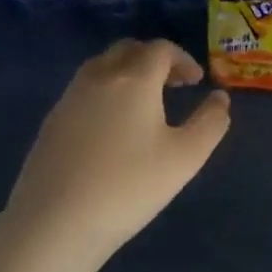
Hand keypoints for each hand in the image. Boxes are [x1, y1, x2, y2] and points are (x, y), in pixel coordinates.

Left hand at [4, 39, 231, 267]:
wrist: (55, 222)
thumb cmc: (129, 187)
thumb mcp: (186, 158)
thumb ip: (210, 123)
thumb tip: (220, 98)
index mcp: (134, 80)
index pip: (160, 49)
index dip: (183, 59)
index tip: (196, 82)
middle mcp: (98, 78)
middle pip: (127, 49)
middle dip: (154, 59)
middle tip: (173, 85)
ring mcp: (69, 99)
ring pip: (101, 67)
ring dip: (127, 72)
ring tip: (145, 104)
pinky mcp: (51, 122)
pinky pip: (84, 90)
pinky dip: (106, 92)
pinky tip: (113, 128)